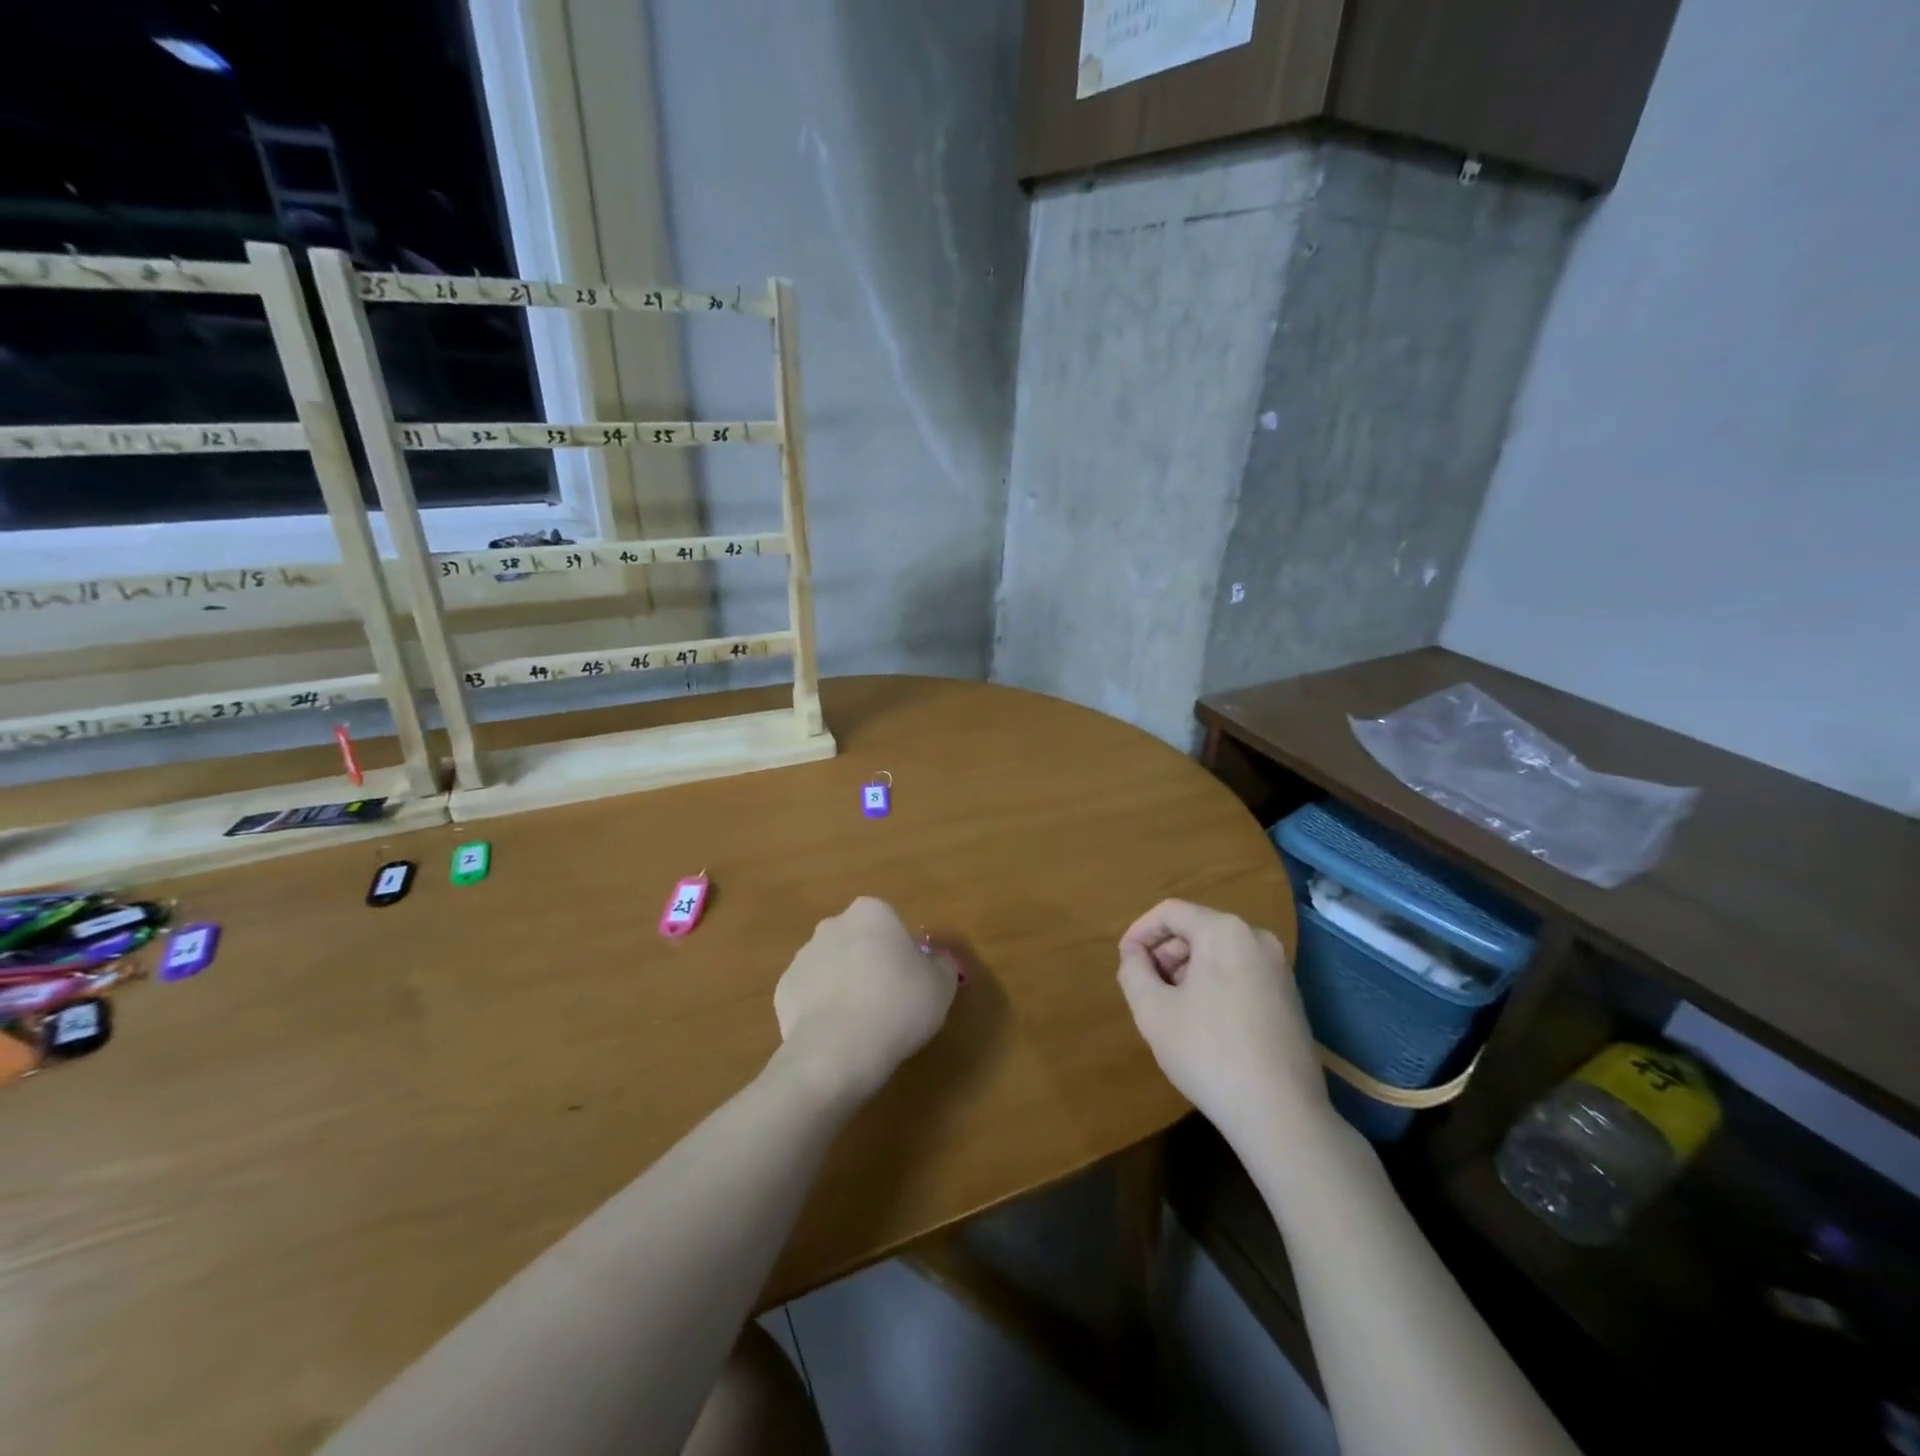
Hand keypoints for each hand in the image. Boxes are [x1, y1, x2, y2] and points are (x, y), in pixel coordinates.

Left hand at [774, 897, 957, 1106]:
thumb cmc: (898, 1006)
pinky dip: (822, 1009)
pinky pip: (810, 995)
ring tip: (862, 1025)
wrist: (839, 1050)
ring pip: (832, 967)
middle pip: (858, 941)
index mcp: (871, 913)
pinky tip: (836, 1034)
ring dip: (844, 985)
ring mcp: (803, 956)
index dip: (902, 953)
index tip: (910, 982)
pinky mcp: (783, 990)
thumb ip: (941, 965)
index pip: (891, 925)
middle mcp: (833, 925)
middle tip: (888, 1001)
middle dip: (869, 963)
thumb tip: (933, 963)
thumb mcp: (942, 985)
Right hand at [1117, 900, 1330, 1145]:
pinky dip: (1214, 984)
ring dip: (1187, 970)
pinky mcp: (1290, 998)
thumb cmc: (1208, 1053)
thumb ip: (1133, 971)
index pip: (1170, 912)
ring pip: (1219, 953)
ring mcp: (1280, 969)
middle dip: (1164, 953)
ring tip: (1170, 1007)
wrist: (1282, 1115)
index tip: (1123, 961)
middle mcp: (1257, 939)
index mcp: (1224, 931)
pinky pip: (1241, 973)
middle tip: (1144, 987)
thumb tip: (1134, 954)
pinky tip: (1203, 1023)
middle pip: (1197, 929)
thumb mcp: (1152, 1010)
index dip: (1139, 932)